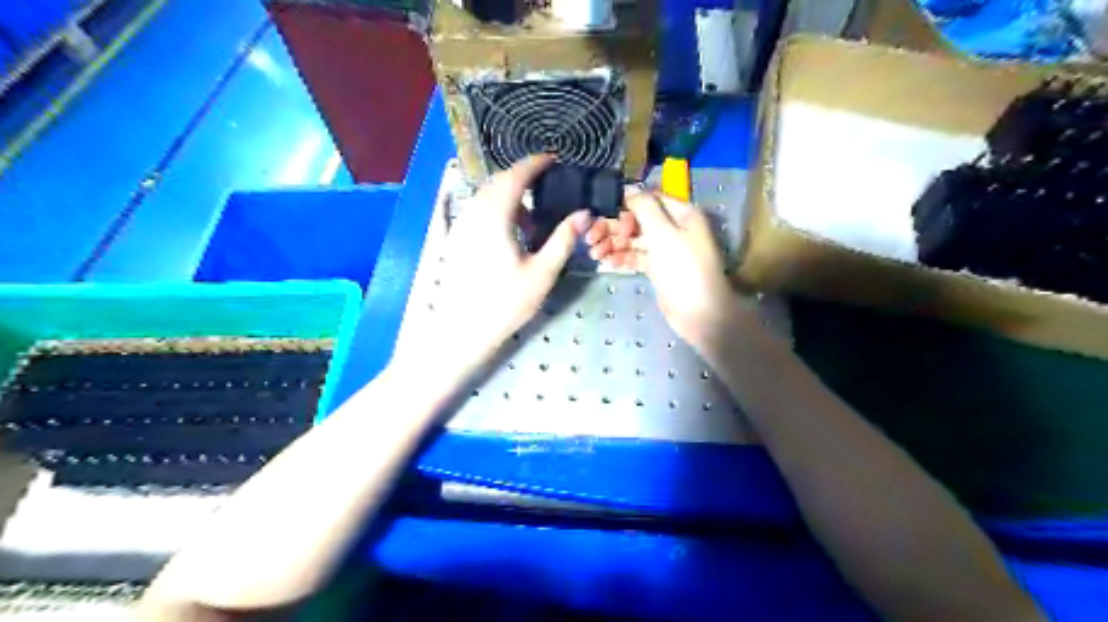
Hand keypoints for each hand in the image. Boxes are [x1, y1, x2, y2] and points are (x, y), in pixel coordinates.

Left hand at [415, 154, 591, 371]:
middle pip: (498, 183)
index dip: (534, 163)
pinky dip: (494, 211)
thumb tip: (584, 214)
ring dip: (508, 198)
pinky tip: (507, 231)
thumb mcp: (542, 273)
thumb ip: (563, 239)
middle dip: (522, 178)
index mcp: (495, 215)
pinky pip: (475, 213)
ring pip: (485, 198)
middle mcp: (473, 213)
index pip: (515, 176)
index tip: (553, 159)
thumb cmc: (505, 303)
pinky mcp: (453, 241)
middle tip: (546, 186)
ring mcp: (460, 227)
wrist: (461, 330)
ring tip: (531, 219)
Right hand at [584, 189, 738, 347]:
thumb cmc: (682, 268)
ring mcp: (667, 249)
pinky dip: (623, 258)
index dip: (625, 205)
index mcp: (682, 213)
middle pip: (639, 220)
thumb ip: (644, 207)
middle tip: (591, 239)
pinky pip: (638, 257)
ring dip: (615, 244)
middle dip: (615, 228)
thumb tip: (629, 188)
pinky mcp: (660, 268)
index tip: (602, 213)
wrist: (699, 313)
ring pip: (636, 240)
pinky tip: (606, 263)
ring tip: (594, 254)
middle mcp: (675, 227)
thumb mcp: (662, 232)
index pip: (649, 199)